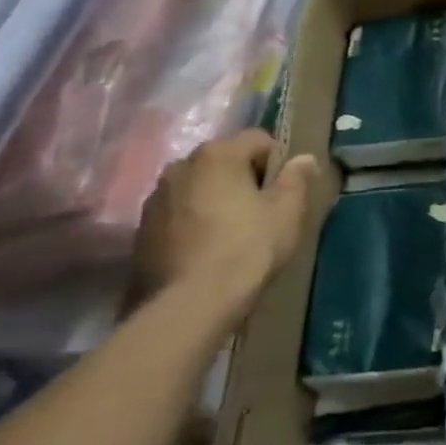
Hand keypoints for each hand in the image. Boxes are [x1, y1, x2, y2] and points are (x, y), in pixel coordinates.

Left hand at [134, 130, 318, 324]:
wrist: (190, 304)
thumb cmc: (248, 248)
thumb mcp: (287, 212)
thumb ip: (296, 178)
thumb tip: (304, 159)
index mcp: (218, 154)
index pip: (259, 140)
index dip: (277, 163)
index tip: (283, 193)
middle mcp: (181, 165)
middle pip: (224, 160)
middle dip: (243, 178)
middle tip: (260, 212)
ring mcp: (156, 197)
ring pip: (198, 186)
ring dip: (215, 198)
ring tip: (230, 232)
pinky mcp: (141, 229)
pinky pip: (178, 212)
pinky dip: (193, 220)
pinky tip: (205, 248)